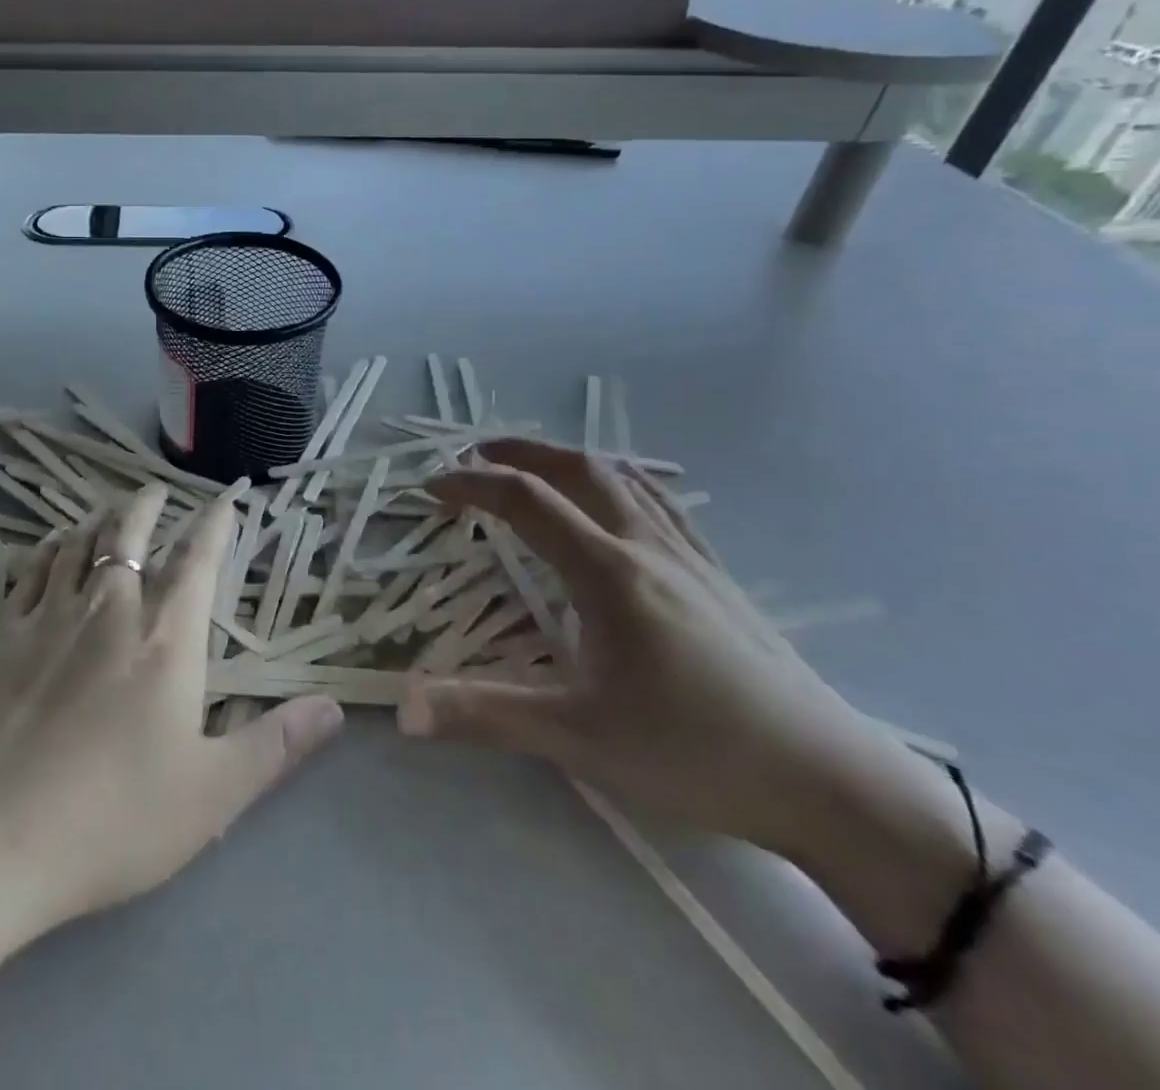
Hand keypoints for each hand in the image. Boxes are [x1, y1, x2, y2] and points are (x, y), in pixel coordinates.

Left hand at [0, 482, 344, 931]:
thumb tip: (334, 707)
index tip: (225, 499)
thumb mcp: (211, 795)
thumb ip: (276, 745)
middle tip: (155, 492)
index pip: (198, 560)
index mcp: (166, 639)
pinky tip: (49, 545)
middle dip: (147, 505)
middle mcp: (110, 608)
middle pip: (129, 533)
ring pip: (78, 542)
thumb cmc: (110, 819)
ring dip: (98, 519)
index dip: (215, 524)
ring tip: (108, 511)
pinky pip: (28, 568)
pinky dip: (46, 547)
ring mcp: (48, 615)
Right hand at [400, 439, 929, 865]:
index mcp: (608, 573)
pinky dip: (620, 483)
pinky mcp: (722, 579)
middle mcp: (648, 548)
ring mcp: (692, 559)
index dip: (471, 485)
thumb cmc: (697, 755)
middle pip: (578, 470)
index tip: (431, 488)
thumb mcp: (579, 738)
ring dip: (570, 461)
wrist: (835, 787)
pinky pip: (662, 504)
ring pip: (625, 479)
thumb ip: (485, 715)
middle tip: (477, 454)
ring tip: (537, 467)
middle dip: (521, 452)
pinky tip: (619, 507)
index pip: (525, 501)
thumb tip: (403, 708)